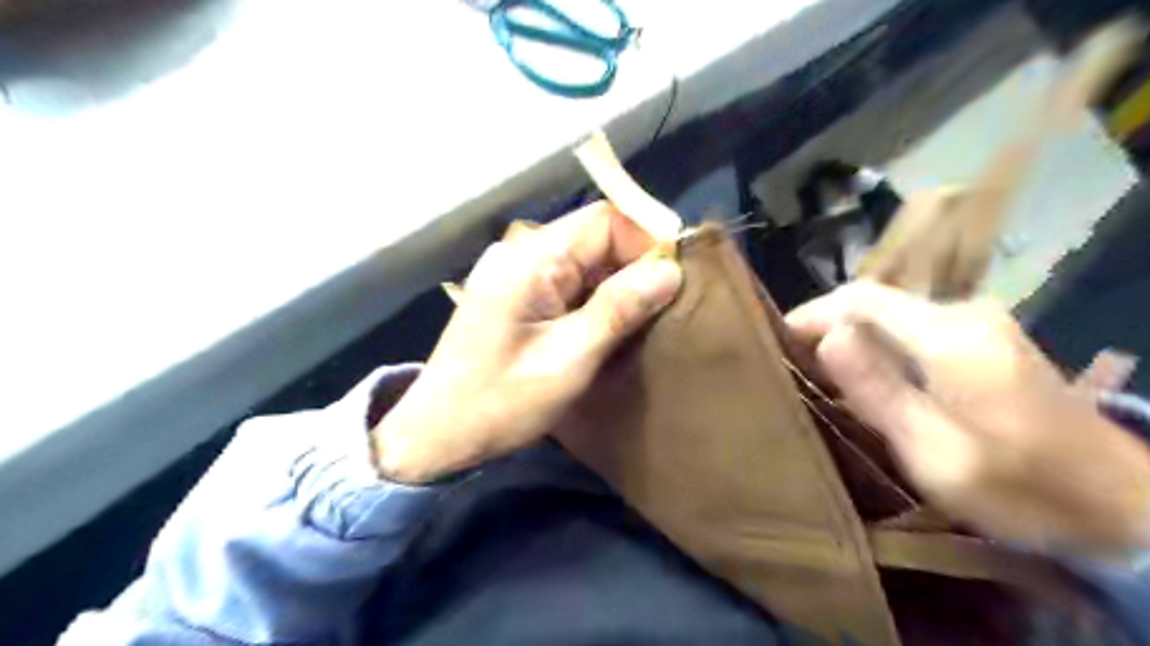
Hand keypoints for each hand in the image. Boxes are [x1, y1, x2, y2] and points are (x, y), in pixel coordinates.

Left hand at [373, 202, 681, 482]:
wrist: (437, 432)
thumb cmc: (500, 402)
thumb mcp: (568, 360)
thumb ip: (618, 310)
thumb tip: (670, 270)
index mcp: (530, 259)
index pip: (603, 220)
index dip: (645, 240)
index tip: (675, 278)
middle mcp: (521, 252)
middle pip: (594, 236)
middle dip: (634, 264)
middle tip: (665, 305)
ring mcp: (516, 272)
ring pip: (584, 259)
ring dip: (617, 282)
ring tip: (645, 316)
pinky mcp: (516, 292)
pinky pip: (568, 279)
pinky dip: (596, 296)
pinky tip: (611, 323)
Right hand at [787, 282, 1149, 549]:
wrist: (1120, 504)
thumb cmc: (1019, 487)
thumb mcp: (933, 451)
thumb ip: (878, 391)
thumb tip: (828, 339)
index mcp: (948, 336)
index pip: (860, 299)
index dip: (812, 313)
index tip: (777, 338)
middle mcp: (964, 315)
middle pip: (874, 302)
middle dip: (826, 324)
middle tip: (790, 360)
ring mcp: (980, 323)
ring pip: (891, 314)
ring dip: (850, 335)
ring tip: (814, 368)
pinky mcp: (986, 339)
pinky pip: (912, 328)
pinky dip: (877, 344)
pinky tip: (862, 374)